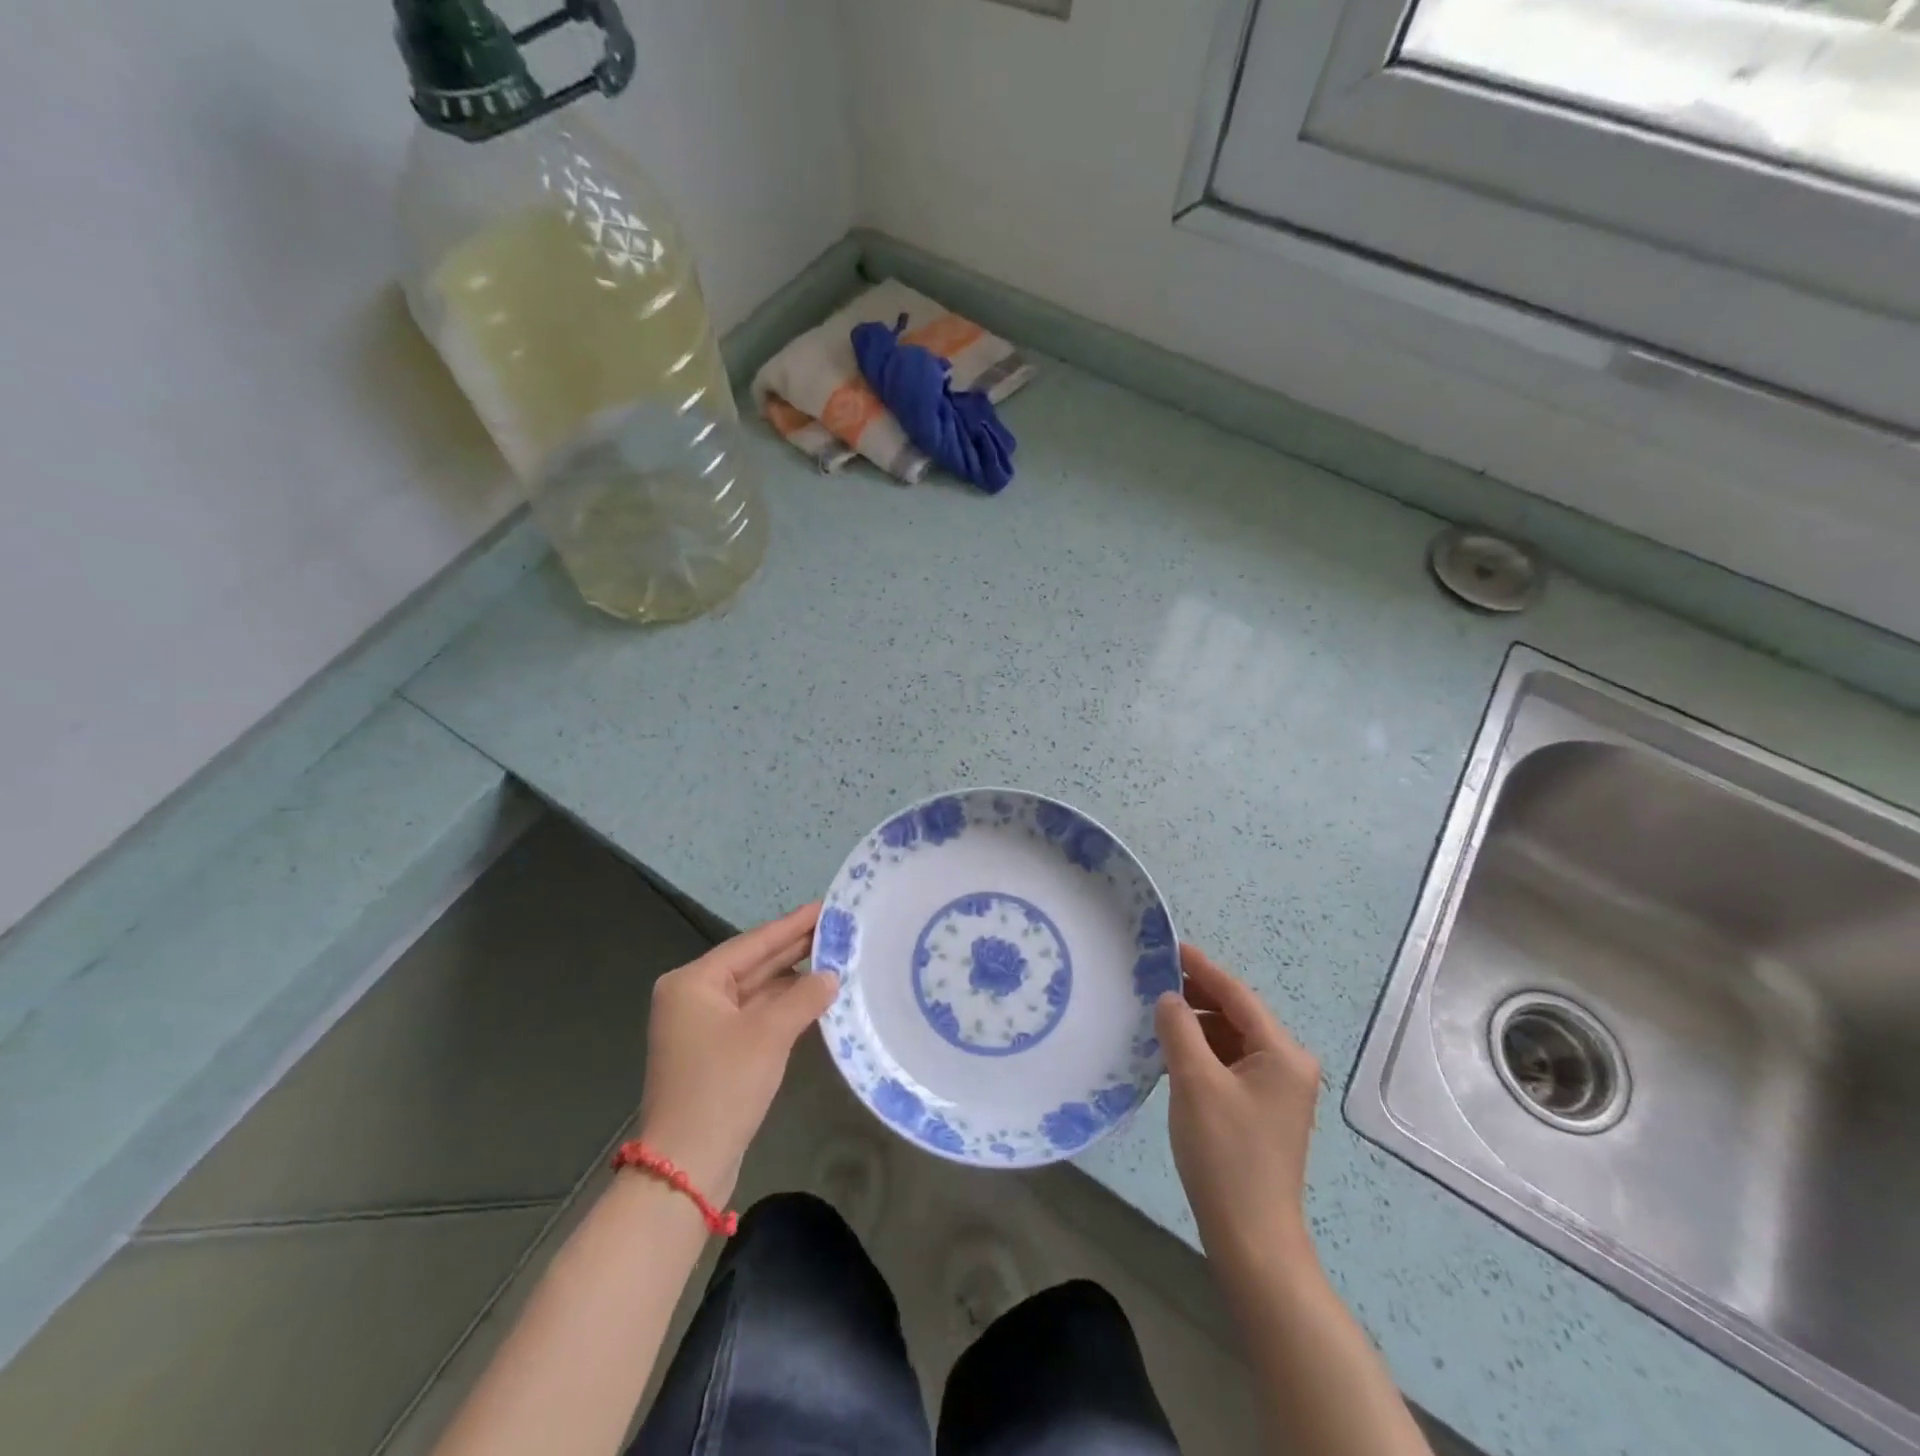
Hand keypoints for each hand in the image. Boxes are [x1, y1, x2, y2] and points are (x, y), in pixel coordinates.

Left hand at [637, 904, 838, 1204]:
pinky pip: (753, 1016)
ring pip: (755, 991)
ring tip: (834, 958)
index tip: (825, 906)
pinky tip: (813, 997)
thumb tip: (832, 976)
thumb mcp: (768, 1035)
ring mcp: (701, 1026)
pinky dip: (782, 1007)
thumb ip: (804, 997)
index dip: (792, 925)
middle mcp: (692, 996)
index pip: (753, 943)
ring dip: (791, 980)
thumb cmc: (722, 1087)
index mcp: (693, 982)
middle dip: (794, 949)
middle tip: (837, 928)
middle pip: (752, 964)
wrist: (686, 1166)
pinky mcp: (714, 1051)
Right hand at [1156, 943, 1322, 1275]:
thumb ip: (1179, 1029)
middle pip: (1237, 1015)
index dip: (1201, 968)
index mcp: (1282, 1053)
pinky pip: (1230, 1064)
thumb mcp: (1194, 1082)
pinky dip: (1203, 1053)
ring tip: (1157, 1015)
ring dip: (1197, 1026)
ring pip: (1232, 1040)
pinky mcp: (1262, 1111)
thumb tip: (1168, 997)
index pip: (1237, 995)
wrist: (1252, 1238)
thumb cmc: (1225, 1153)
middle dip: (1197, 996)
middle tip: (1153, 979)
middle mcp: (1288, 1065)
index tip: (1169, 946)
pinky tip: (1172, 1053)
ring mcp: (1278, 1090)